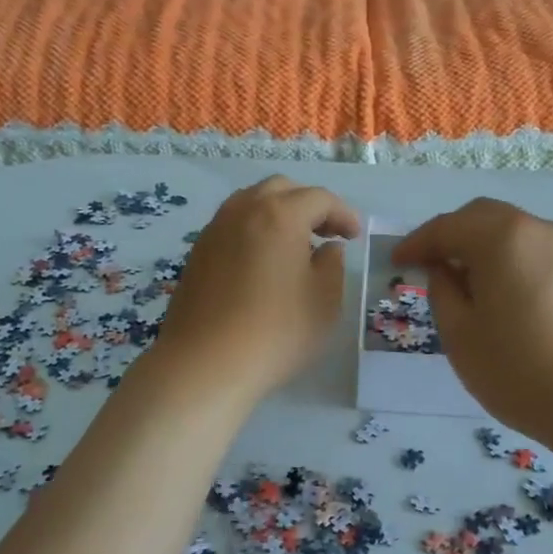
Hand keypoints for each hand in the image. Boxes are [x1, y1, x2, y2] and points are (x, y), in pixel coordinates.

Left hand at [151, 176, 360, 406]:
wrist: (206, 364)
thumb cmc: (276, 331)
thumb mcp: (325, 301)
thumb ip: (332, 265)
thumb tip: (326, 249)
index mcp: (279, 215)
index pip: (318, 198)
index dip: (343, 213)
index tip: (354, 236)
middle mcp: (243, 211)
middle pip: (281, 189)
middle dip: (308, 205)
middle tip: (326, 233)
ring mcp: (214, 230)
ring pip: (251, 203)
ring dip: (278, 213)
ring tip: (294, 245)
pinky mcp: (197, 253)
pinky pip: (232, 225)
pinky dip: (254, 230)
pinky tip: (263, 262)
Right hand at [393, 199, 552, 449]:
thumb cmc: (521, 370)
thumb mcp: (461, 335)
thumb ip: (442, 292)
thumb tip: (443, 269)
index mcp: (502, 238)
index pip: (447, 227)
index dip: (417, 243)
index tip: (396, 262)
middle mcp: (538, 230)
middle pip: (483, 217)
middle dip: (451, 235)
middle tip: (428, 265)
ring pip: (513, 232)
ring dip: (482, 247)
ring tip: (464, 282)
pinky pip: (536, 251)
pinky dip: (510, 260)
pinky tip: (503, 294)